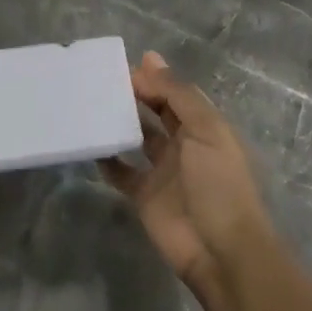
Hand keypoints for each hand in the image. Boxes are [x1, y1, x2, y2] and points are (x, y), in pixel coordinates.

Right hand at [103, 51, 272, 291]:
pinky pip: (121, 172)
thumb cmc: (219, 183)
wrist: (221, 251)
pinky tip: (90, 144)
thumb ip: (177, 95)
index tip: (125, 65)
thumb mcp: (206, 130)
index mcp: (204, 127)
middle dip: (136, 94)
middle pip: (157, 112)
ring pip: (137, 138)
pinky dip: (107, 159)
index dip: (155, 78)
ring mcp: (163, 171)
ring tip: (92, 104)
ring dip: (119, 123)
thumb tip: (150, 59)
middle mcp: (184, 145)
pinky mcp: (144, 195)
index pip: (177, 93)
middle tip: (103, 80)